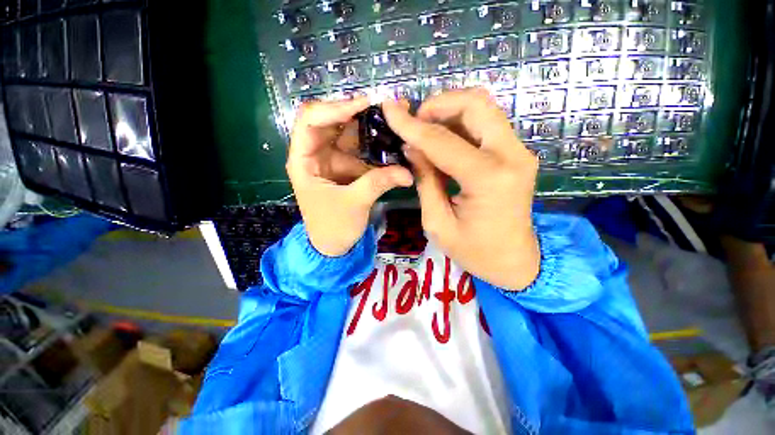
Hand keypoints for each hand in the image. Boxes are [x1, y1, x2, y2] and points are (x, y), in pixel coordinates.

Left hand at [287, 97, 412, 256]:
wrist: (333, 246)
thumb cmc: (333, 227)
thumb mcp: (355, 204)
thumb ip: (379, 183)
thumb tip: (408, 173)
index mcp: (304, 160)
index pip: (311, 120)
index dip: (336, 108)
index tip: (365, 105)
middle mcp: (315, 153)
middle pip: (332, 121)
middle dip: (358, 111)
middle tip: (387, 106)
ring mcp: (332, 159)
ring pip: (348, 133)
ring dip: (370, 125)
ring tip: (395, 116)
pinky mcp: (346, 166)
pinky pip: (360, 149)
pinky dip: (375, 144)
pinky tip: (392, 138)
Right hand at [383, 89, 539, 289]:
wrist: (515, 262)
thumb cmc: (474, 251)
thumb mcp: (437, 222)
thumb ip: (425, 180)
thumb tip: (411, 147)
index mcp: (488, 178)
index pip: (442, 141)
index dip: (411, 125)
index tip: (388, 110)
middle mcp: (511, 156)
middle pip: (475, 104)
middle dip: (437, 105)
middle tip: (414, 122)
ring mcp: (519, 152)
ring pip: (483, 108)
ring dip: (449, 111)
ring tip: (425, 130)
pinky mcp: (516, 155)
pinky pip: (487, 124)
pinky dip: (461, 124)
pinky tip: (442, 140)